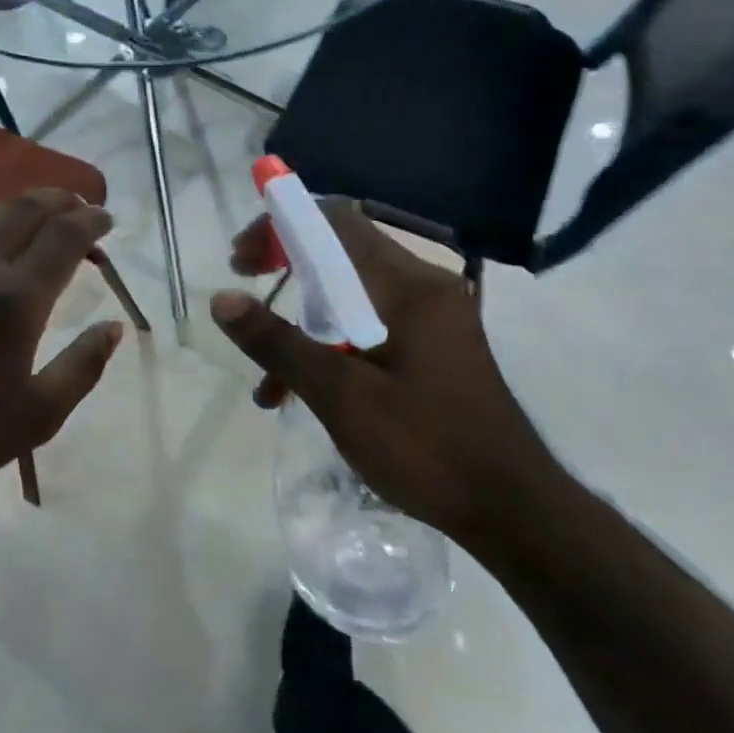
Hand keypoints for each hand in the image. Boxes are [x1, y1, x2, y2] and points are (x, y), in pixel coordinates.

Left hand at [0, 190, 125, 511]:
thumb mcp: (38, 417)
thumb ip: (83, 366)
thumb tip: (114, 326)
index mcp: (14, 299)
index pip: (65, 235)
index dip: (91, 220)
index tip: (106, 220)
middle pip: (24, 209)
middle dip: (59, 200)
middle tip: (76, 206)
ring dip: (14, 206)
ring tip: (30, 217)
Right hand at [210, 198, 558, 546]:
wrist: (512, 511)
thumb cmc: (426, 448)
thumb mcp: (341, 396)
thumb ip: (278, 343)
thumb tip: (221, 299)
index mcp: (407, 286)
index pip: (334, 221)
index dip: (280, 227)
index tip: (241, 261)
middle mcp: (423, 287)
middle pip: (340, 251)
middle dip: (285, 271)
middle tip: (245, 295)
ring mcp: (432, 316)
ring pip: (350, 292)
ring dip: (303, 320)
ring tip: (267, 377)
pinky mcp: (432, 345)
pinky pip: (369, 322)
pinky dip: (331, 344)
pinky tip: (303, 395)